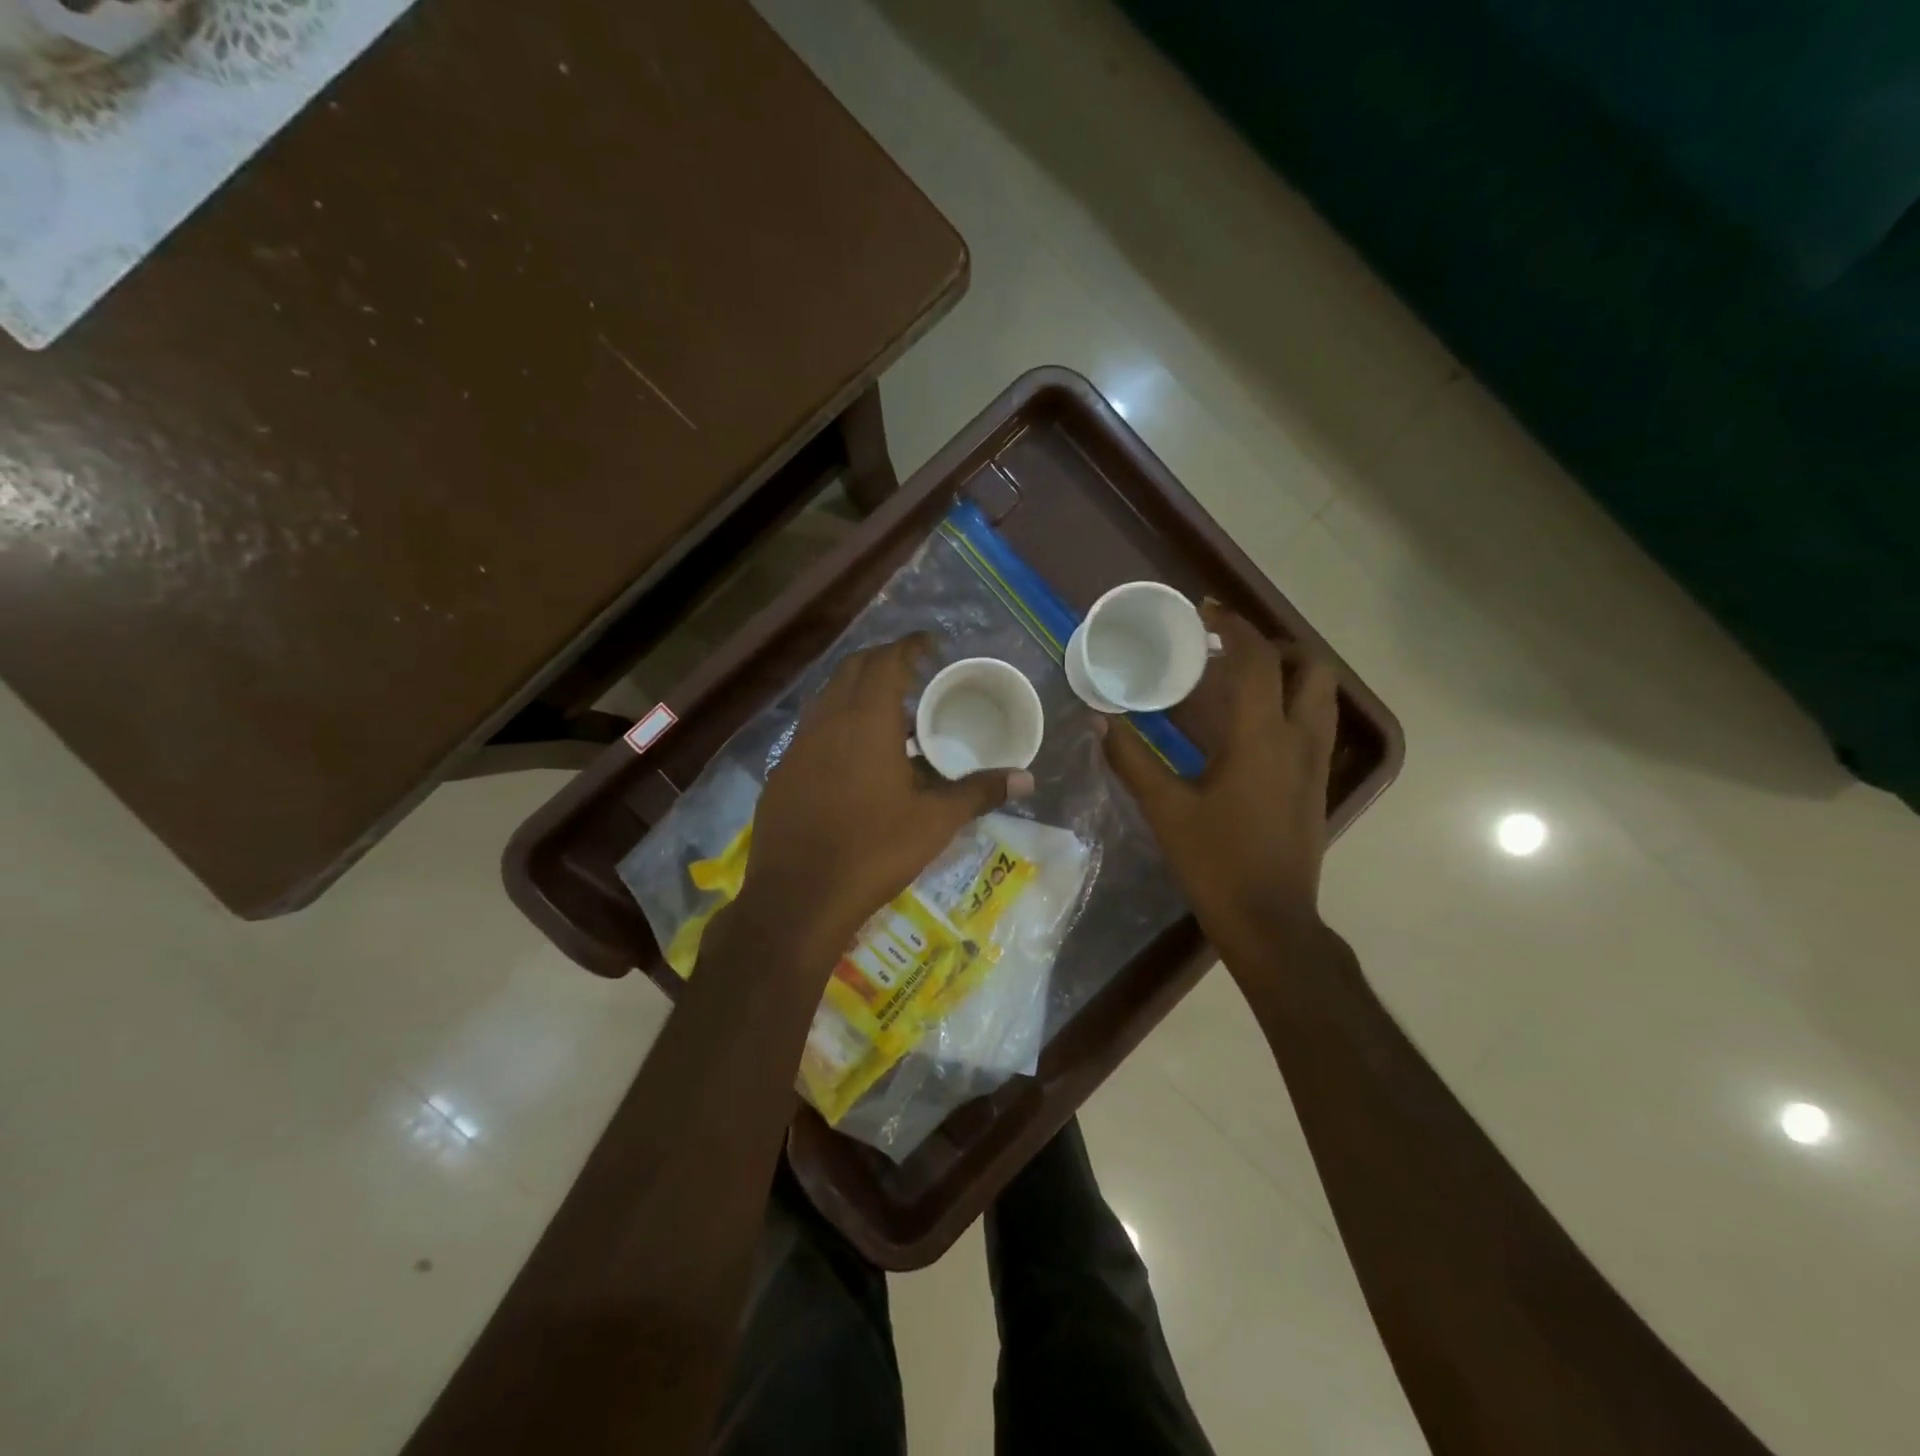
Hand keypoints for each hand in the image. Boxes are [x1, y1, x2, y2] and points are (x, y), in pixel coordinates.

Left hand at [739, 636, 1032, 960]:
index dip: (910, 646)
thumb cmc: (874, 850)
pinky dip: (836, 726)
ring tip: (889, 718)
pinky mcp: (782, 773)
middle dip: (882, 662)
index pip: (887, 661)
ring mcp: (797, 747)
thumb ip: (979, 793)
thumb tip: (1026, 779)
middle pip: (852, 670)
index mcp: (866, 721)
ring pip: (827, 699)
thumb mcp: (935, 822)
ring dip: (856, 693)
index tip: (931, 645)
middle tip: (913, 675)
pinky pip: (812, 731)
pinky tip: (853, 760)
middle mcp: (827, 721)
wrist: (799, 897)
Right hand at [1102, 603, 1338, 957]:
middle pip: (1311, 668)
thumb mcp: (1165, 809)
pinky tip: (1251, 727)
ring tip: (1244, 679)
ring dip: (1289, 674)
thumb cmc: (1216, 862)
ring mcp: (1316, 764)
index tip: (1207, 610)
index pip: (1259, 661)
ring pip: (1321, 697)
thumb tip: (1099, 720)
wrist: (1270, 922)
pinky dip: (1290, 705)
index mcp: (1262, 738)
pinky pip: (1314, 725)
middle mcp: (1300, 741)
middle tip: (1231, 649)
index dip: (1235, 626)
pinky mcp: (1317, 786)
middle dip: (1275, 646)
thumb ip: (1131, 759)